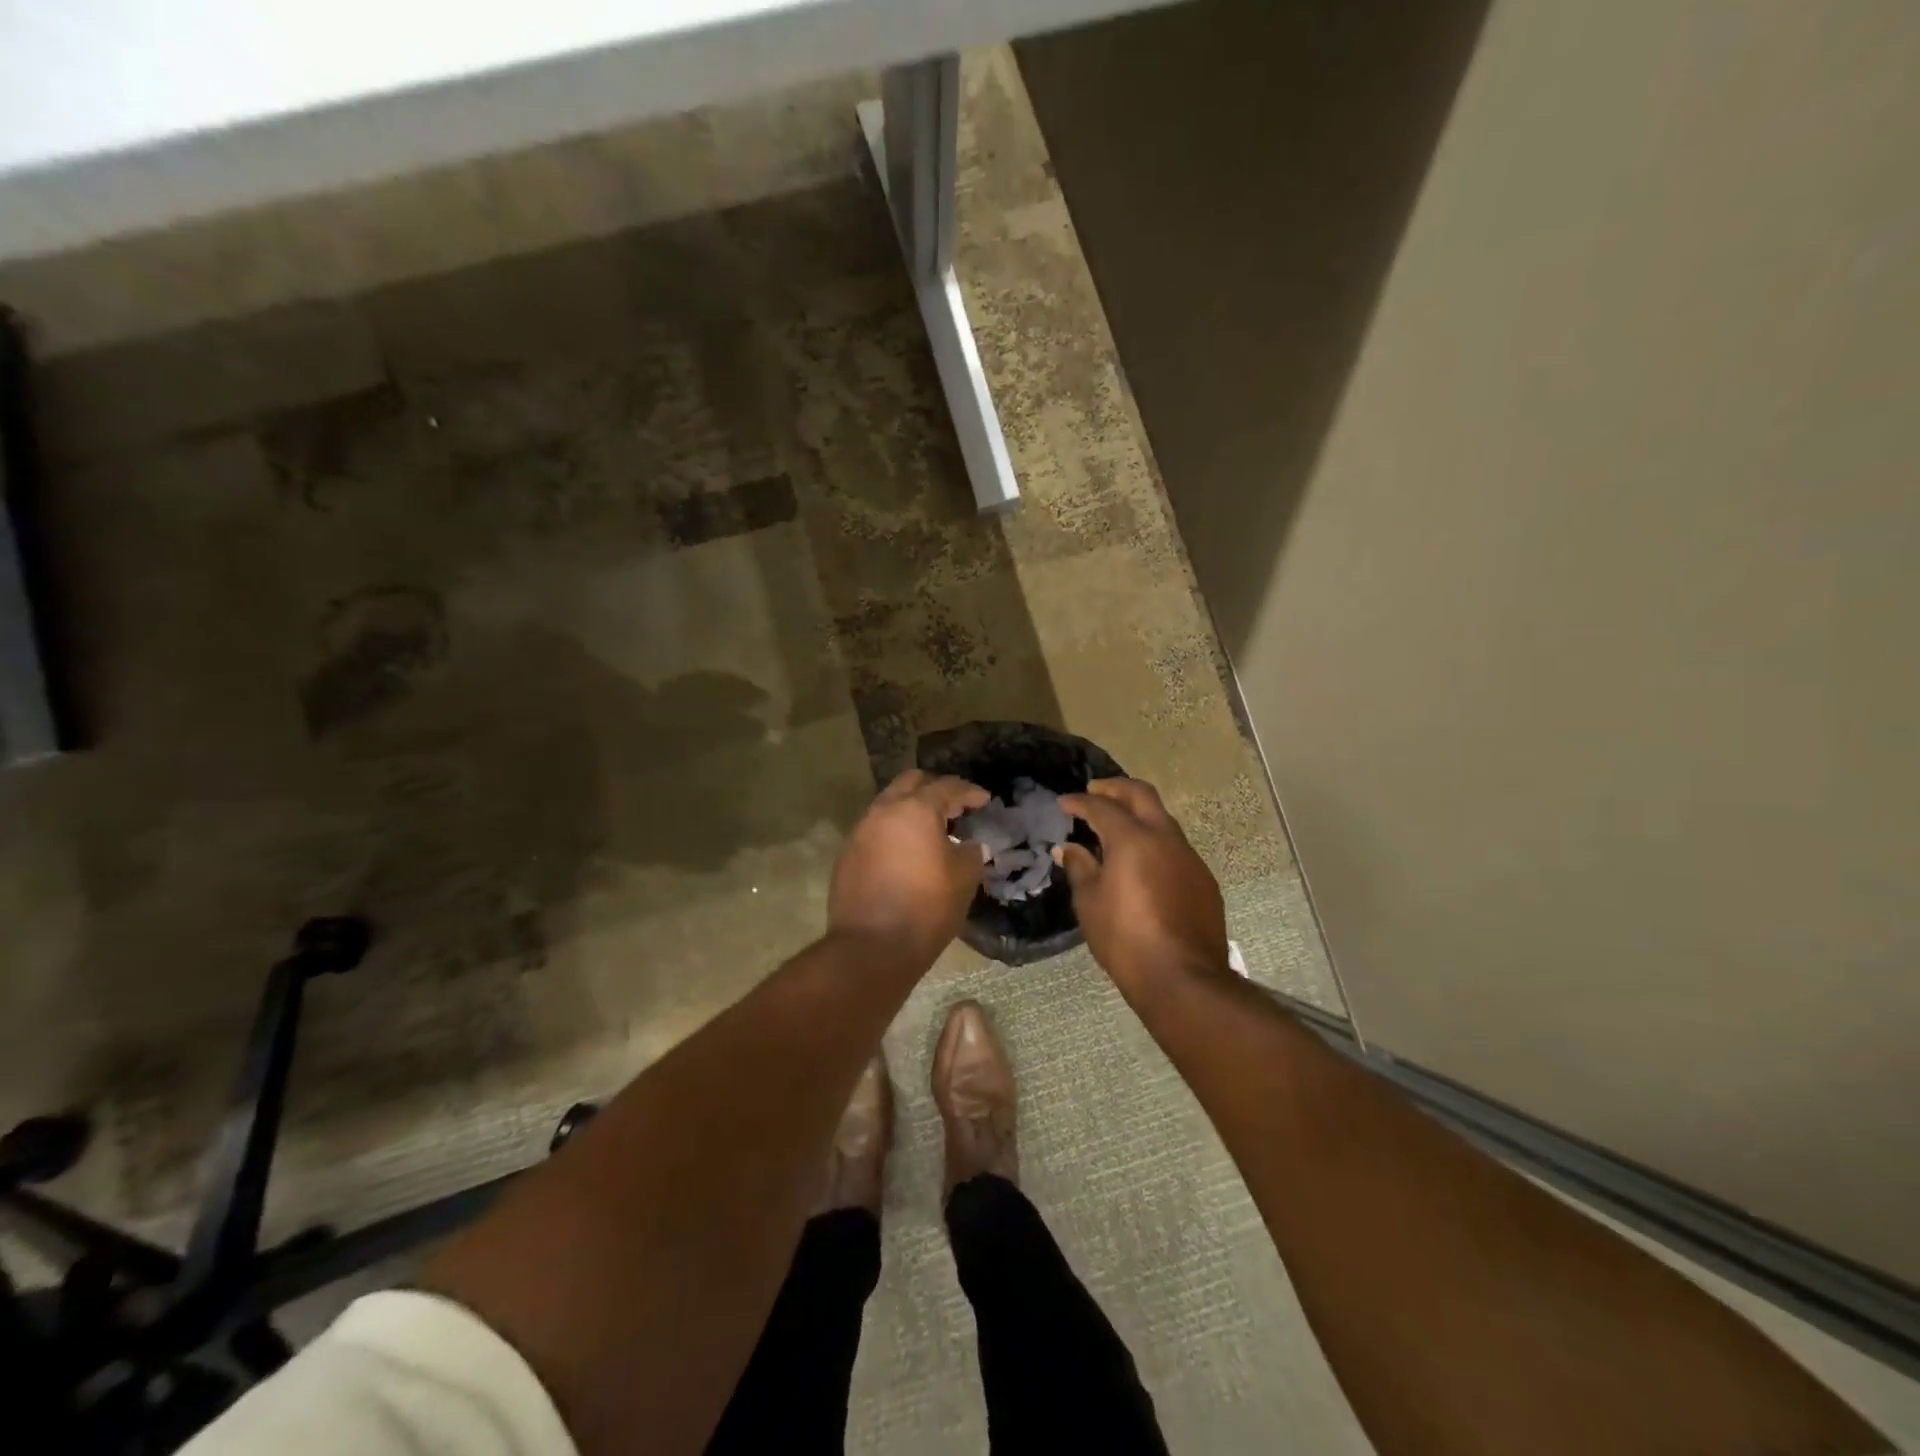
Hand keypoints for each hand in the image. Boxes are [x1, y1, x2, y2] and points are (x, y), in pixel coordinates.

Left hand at [828, 770, 990, 964]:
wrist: (871, 947)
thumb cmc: (926, 908)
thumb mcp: (964, 879)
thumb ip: (971, 853)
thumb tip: (970, 845)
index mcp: (915, 809)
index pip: (946, 786)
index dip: (969, 791)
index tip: (984, 799)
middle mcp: (883, 811)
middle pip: (911, 783)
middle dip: (934, 789)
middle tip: (955, 807)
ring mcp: (860, 831)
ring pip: (888, 804)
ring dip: (911, 809)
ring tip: (931, 829)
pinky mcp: (847, 854)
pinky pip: (875, 829)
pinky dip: (894, 831)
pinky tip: (907, 852)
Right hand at [1056, 778, 1230, 996]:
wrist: (1183, 978)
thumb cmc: (1125, 939)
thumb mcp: (1089, 903)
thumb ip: (1079, 868)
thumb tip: (1070, 848)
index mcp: (1133, 839)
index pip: (1101, 808)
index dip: (1079, 802)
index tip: (1063, 803)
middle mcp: (1165, 838)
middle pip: (1141, 795)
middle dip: (1115, 789)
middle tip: (1094, 792)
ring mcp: (1189, 858)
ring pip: (1162, 820)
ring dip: (1138, 815)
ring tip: (1116, 828)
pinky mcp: (1203, 879)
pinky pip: (1175, 848)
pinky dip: (1154, 843)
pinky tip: (1142, 864)